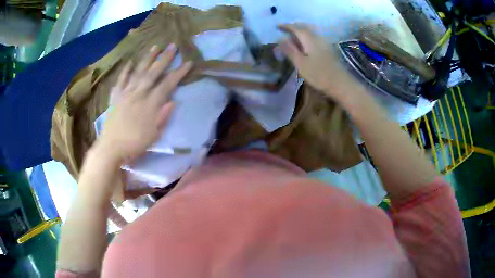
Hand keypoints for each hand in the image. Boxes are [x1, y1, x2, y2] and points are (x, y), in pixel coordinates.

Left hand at [96, 44, 192, 163]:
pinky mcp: (116, 96)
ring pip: (138, 72)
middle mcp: (139, 94)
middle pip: (153, 73)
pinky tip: (131, 62)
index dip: (179, 73)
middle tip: (173, 46)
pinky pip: (121, 80)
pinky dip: (126, 70)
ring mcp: (126, 93)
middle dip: (164, 58)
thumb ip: (163, 116)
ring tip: (155, 47)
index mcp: (150, 104)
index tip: (188, 62)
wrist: (111, 148)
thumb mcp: (154, 135)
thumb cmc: (134, 144)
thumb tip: (173, 101)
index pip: (167, 84)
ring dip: (147, 58)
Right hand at [278, 23, 358, 100]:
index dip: (286, 26)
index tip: (277, 26)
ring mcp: (324, 43)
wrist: (341, 83)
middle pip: (305, 28)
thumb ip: (290, 50)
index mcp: (309, 39)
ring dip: (301, 31)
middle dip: (294, 27)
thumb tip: (280, 39)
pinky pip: (315, 38)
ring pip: (311, 32)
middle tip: (285, 29)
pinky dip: (307, 37)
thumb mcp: (301, 64)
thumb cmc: (319, 74)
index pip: (296, 28)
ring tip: (293, 35)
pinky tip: (305, 43)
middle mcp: (317, 38)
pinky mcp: (328, 50)